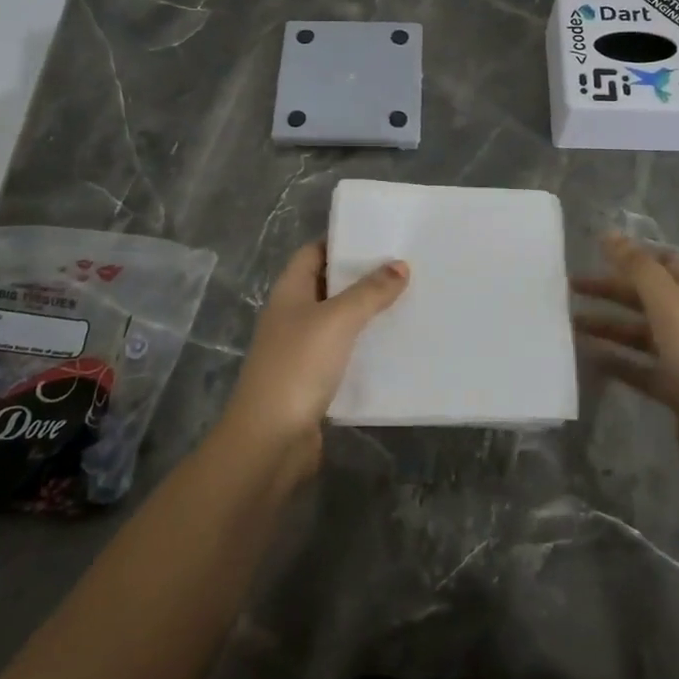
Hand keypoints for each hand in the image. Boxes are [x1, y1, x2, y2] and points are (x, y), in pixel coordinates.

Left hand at [218, 240, 407, 478]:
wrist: (270, 440)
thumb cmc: (298, 366)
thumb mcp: (337, 320)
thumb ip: (369, 292)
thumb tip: (399, 265)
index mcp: (289, 291)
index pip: (313, 252)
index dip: (342, 242)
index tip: (380, 238)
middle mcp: (292, 315)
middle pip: (328, 285)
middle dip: (362, 277)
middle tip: (404, 268)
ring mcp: (300, 349)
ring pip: (338, 321)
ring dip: (366, 313)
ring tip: (408, 302)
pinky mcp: (313, 380)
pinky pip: (343, 353)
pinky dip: (364, 347)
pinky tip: (393, 347)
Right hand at [573, 235, 678, 483]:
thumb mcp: (667, 305)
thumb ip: (638, 268)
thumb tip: (609, 234)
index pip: (668, 263)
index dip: (638, 254)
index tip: (600, 253)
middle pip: (647, 296)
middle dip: (611, 289)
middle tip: (570, 287)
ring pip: (638, 332)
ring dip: (607, 324)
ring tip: (570, 324)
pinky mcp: (674, 388)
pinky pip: (637, 367)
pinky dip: (614, 360)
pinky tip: (588, 359)